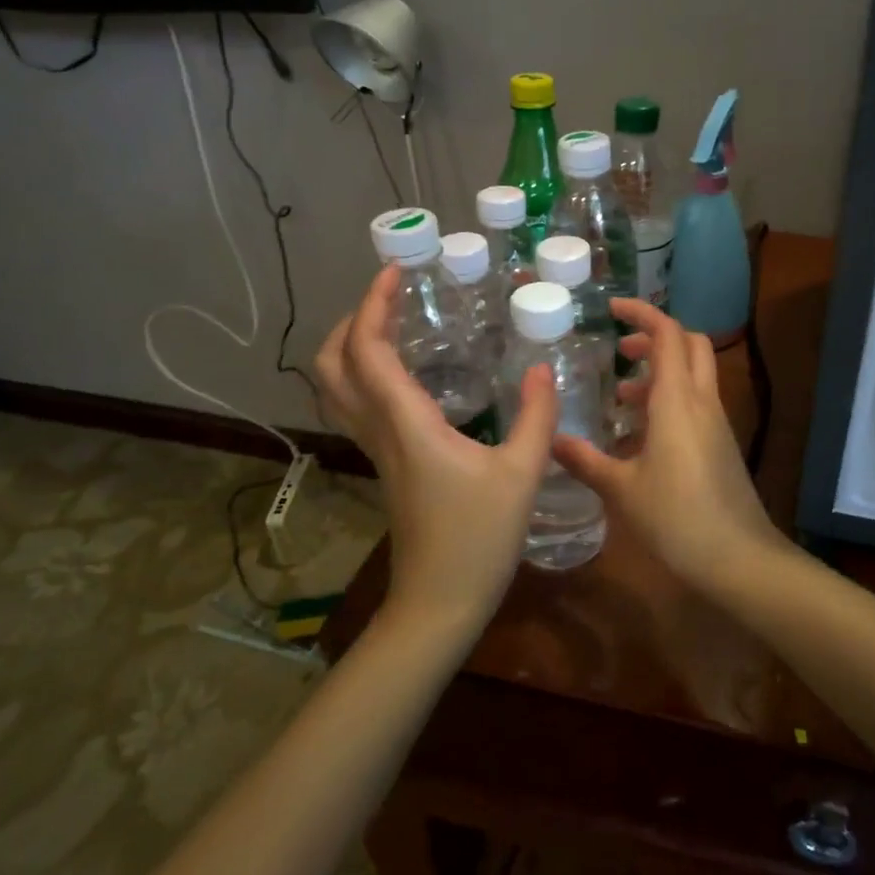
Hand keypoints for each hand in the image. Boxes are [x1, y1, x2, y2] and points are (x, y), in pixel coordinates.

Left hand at [315, 267, 557, 634]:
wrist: (439, 602)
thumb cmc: (479, 539)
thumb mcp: (521, 475)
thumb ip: (536, 417)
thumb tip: (542, 370)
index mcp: (406, 423)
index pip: (369, 350)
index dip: (372, 305)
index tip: (395, 272)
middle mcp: (379, 430)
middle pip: (332, 365)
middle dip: (351, 321)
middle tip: (390, 298)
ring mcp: (376, 450)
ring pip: (336, 388)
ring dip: (351, 347)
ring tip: (392, 325)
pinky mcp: (384, 466)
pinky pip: (356, 407)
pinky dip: (364, 375)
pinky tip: (404, 375)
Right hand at [552, 298, 783, 583]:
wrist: (739, 558)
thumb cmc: (676, 518)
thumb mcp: (621, 489)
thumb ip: (586, 460)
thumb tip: (551, 440)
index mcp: (677, 400)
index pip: (667, 334)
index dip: (642, 313)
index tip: (612, 309)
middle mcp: (702, 402)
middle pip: (689, 345)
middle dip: (656, 338)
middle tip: (620, 352)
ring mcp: (717, 423)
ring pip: (695, 376)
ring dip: (661, 374)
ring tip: (622, 400)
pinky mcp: (722, 445)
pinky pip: (697, 405)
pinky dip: (670, 402)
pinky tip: (642, 438)